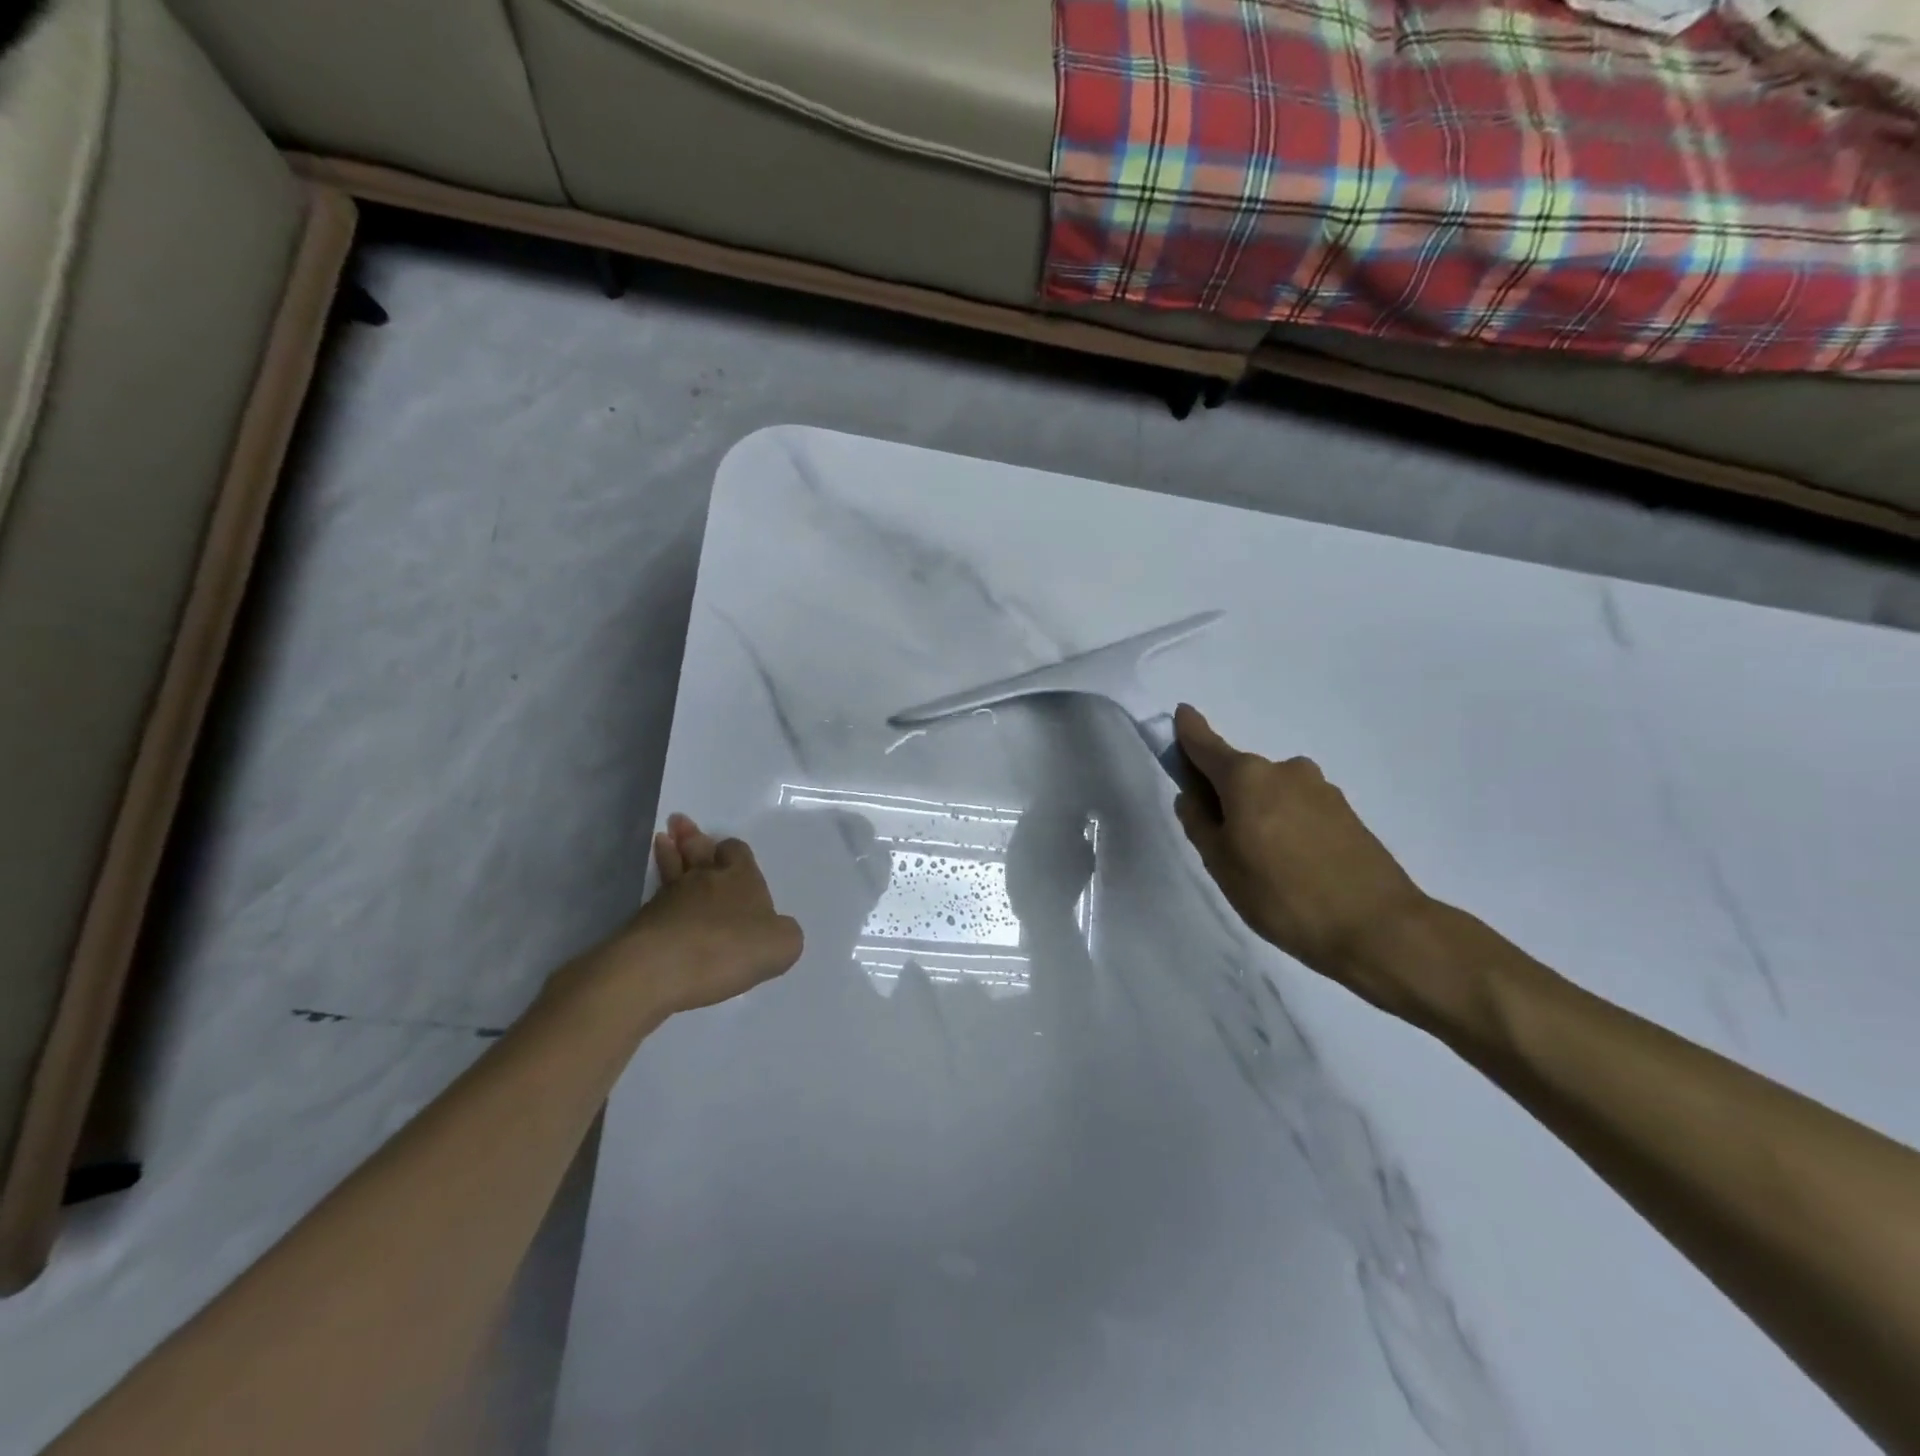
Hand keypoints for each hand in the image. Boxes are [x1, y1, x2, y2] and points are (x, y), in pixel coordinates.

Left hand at [601, 815, 803, 1013]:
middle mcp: (705, 879)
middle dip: (692, 838)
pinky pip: (656, 900)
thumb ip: (785, 933)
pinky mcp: (643, 922)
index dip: (733, 850)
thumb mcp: (781, 944)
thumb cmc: (729, 948)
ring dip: (670, 854)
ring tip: (663, 840)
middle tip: (679, 824)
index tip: (728, 848)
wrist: (662, 968)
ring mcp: (670, 898)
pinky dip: (659, 894)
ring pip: (673, 869)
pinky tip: (659, 898)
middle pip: (699, 851)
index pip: (737, 851)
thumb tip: (776, 930)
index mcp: (741, 877)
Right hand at [1173, 705, 1435, 1019]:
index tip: (1181, 714)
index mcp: (1247, 777)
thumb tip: (1193, 796)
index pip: (1206, 744)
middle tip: (1221, 843)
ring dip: (1258, 814)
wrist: (1379, 927)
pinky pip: (1299, 810)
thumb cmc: (1282, 894)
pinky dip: (1286, 826)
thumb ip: (1199, 824)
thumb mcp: (1221, 864)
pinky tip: (1293, 868)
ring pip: (1271, 794)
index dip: (1189, 731)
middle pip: (1240, 774)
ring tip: (1263, 866)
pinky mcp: (1346, 813)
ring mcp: (1321, 790)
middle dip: (1224, 795)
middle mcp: (1285, 770)